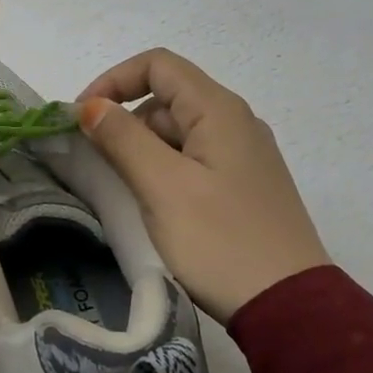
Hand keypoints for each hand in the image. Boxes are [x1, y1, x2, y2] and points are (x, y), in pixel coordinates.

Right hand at [77, 49, 329, 323]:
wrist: (290, 308)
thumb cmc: (221, 241)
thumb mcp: (163, 186)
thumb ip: (123, 139)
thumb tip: (90, 105)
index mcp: (219, 110)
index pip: (157, 65)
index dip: (113, 81)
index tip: (81, 117)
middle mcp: (235, 122)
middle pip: (167, 97)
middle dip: (124, 120)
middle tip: (95, 162)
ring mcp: (243, 155)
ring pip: (178, 131)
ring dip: (141, 148)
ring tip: (121, 188)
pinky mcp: (243, 186)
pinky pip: (193, 159)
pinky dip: (163, 168)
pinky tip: (153, 203)